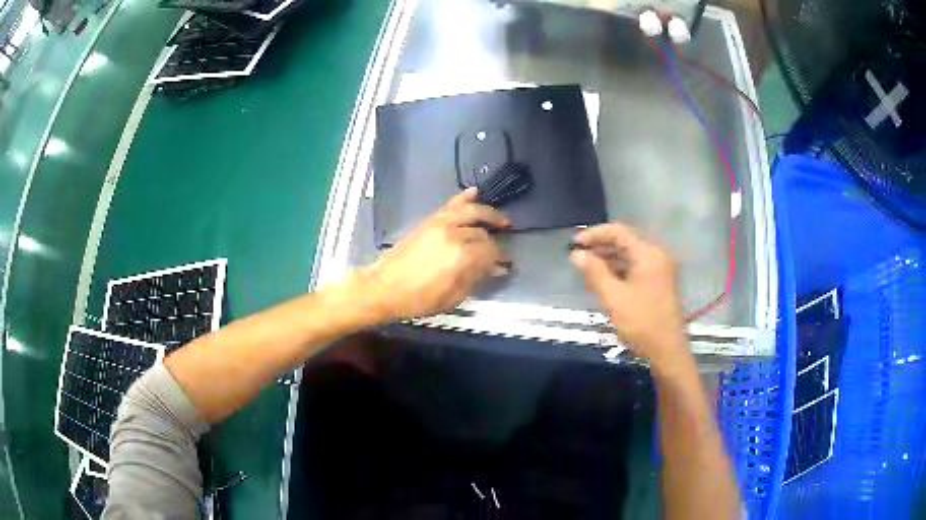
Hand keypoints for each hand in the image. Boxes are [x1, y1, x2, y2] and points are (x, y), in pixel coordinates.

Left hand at [362, 187, 509, 321]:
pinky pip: (451, 204)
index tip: (508, 265)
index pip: (492, 252)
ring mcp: (441, 224)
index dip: (503, 259)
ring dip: (489, 213)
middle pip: (483, 233)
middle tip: (501, 250)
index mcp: (462, 256)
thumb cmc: (419, 299)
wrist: (384, 287)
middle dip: (495, 242)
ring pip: (472, 211)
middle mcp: (454, 234)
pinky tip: (475, 192)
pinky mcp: (429, 220)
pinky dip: (464, 197)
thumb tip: (496, 269)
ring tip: (502, 221)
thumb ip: (476, 279)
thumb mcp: (453, 297)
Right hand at [570, 223, 687, 368]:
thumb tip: (576, 254)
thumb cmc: (641, 322)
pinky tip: (604, 279)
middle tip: (578, 255)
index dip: (595, 234)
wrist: (667, 350)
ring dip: (609, 258)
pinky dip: (620, 269)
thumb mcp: (614, 297)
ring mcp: (660, 269)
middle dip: (601, 246)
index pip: (618, 232)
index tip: (574, 243)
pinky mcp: (660, 282)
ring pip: (631, 255)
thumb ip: (594, 272)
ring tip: (587, 267)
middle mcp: (657, 255)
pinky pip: (637, 267)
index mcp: (648, 254)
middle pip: (626, 241)